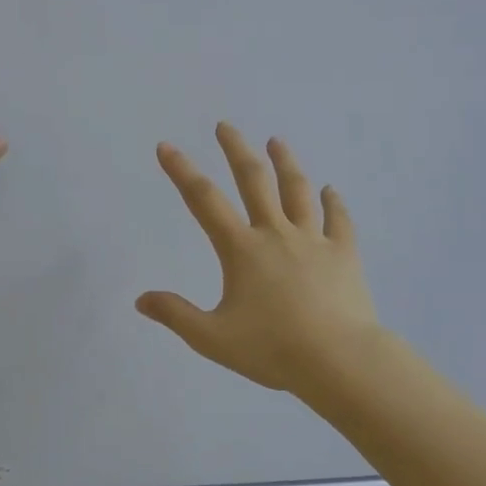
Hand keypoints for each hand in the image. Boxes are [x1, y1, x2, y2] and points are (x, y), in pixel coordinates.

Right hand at [137, 123, 381, 393]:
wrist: (338, 359)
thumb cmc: (272, 349)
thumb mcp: (213, 338)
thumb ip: (176, 315)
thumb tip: (141, 299)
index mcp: (242, 250)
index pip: (204, 201)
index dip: (182, 171)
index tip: (167, 146)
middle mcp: (276, 234)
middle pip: (254, 181)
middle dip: (236, 150)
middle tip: (225, 126)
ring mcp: (314, 240)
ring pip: (298, 191)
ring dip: (285, 163)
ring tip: (277, 141)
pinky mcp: (344, 254)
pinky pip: (339, 221)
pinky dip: (333, 203)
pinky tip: (331, 191)